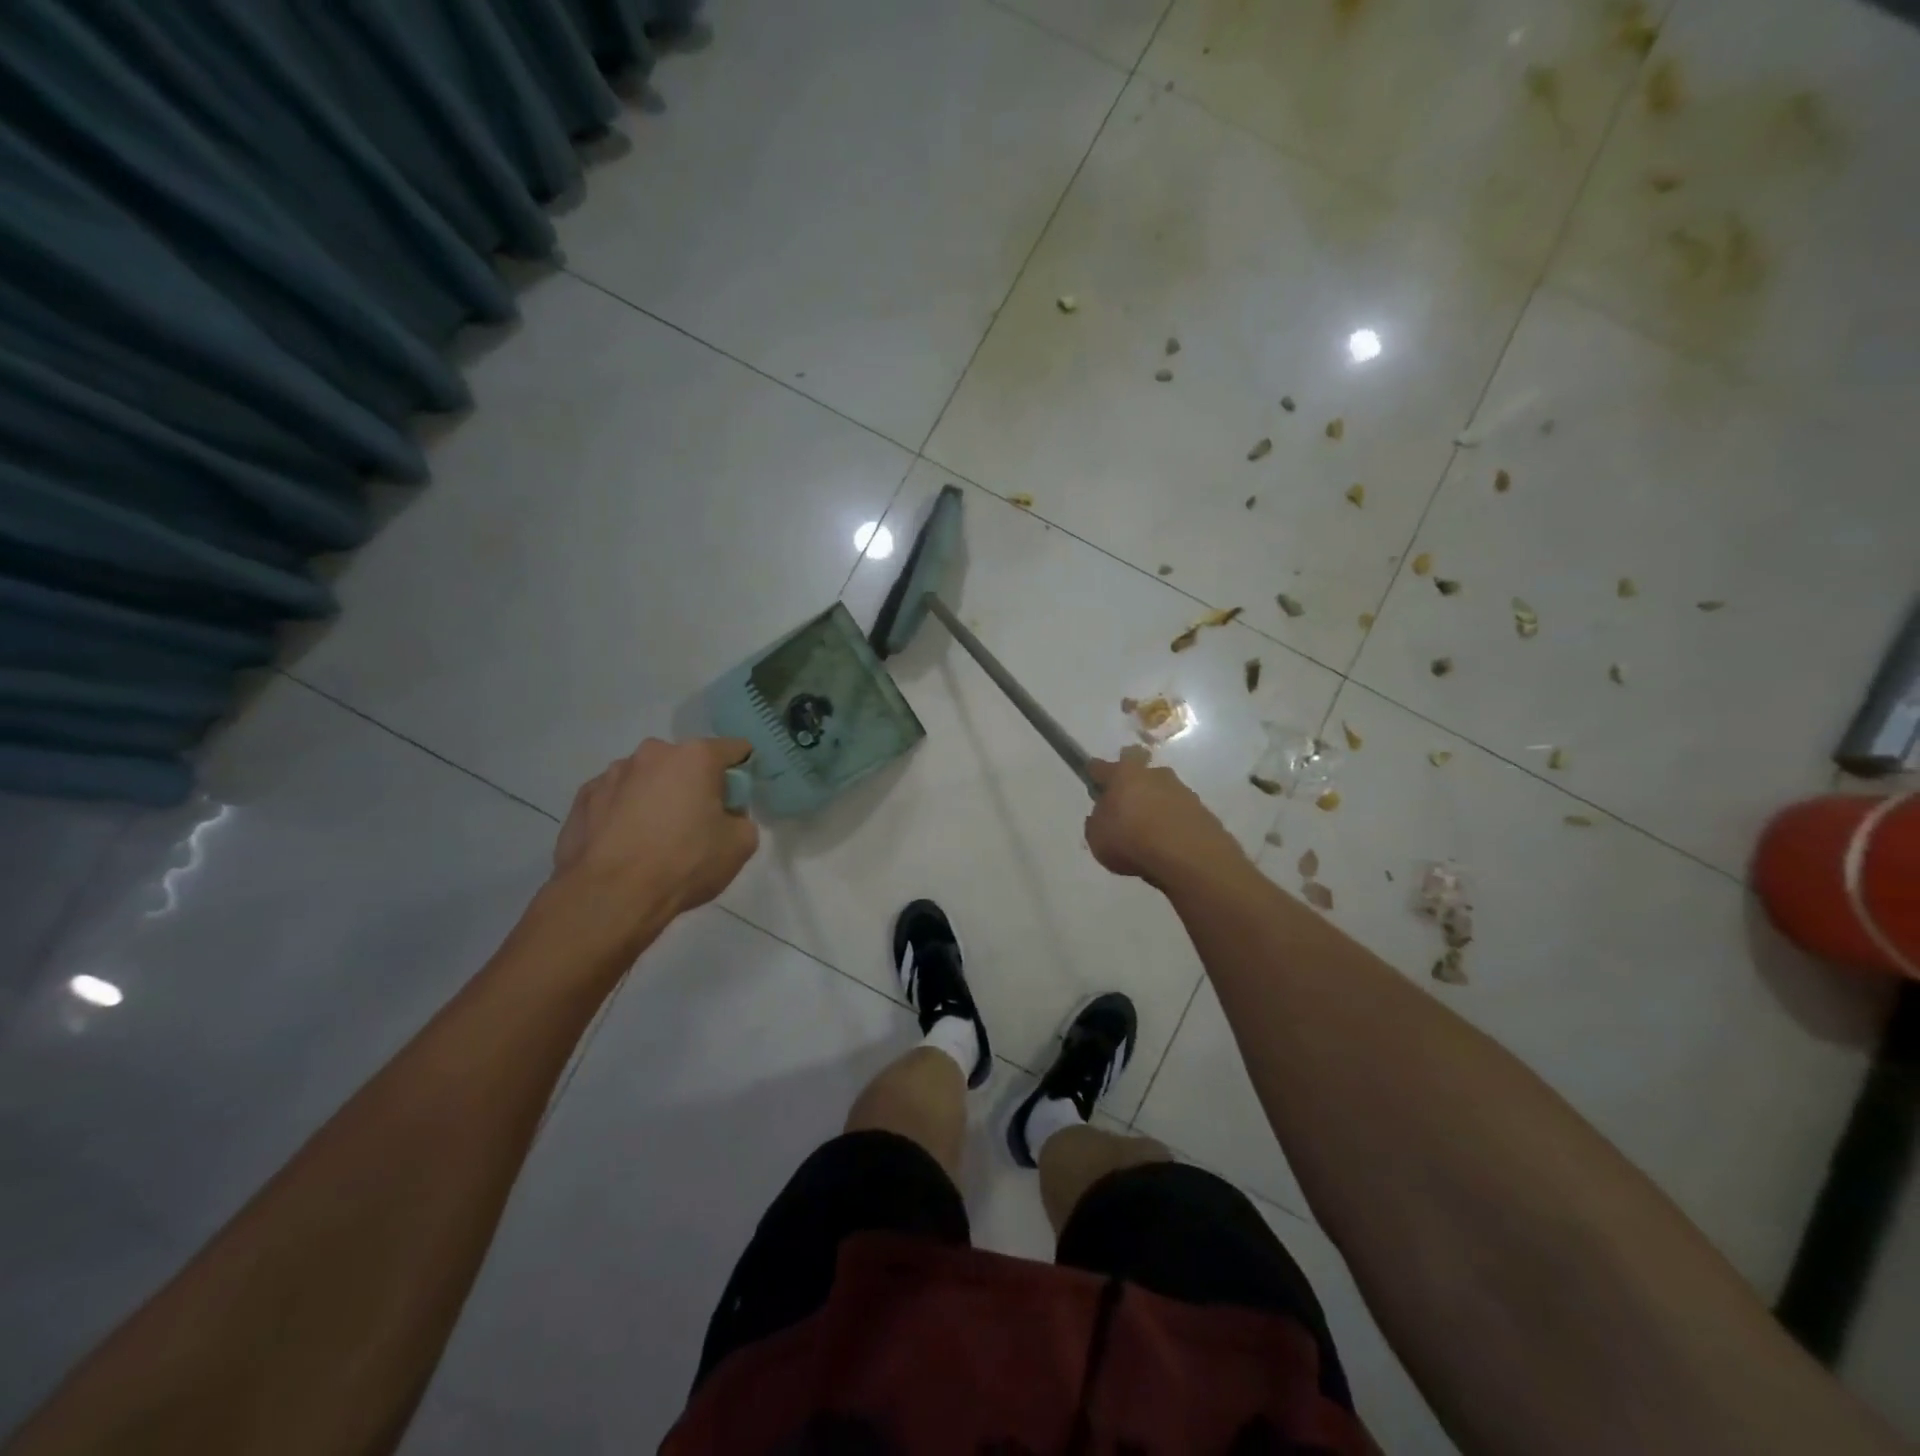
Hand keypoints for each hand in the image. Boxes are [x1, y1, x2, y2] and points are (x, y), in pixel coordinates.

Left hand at [552, 738, 758, 919]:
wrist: (609, 896)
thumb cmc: (683, 863)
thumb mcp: (740, 845)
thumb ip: (741, 819)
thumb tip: (726, 816)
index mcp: (695, 757)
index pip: (735, 749)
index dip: (743, 772)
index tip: (738, 800)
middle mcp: (653, 753)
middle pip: (686, 763)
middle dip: (694, 786)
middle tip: (696, 824)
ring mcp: (612, 773)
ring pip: (648, 779)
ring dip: (656, 797)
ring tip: (653, 839)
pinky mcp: (583, 797)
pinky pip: (616, 798)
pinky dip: (625, 813)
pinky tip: (625, 845)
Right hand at [1085, 747, 1243, 889]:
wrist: (1188, 856)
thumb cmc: (1131, 840)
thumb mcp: (1096, 837)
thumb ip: (1097, 822)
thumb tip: (1104, 816)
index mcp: (1123, 775)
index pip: (1101, 765)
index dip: (1096, 773)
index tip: (1094, 782)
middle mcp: (1153, 774)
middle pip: (1139, 769)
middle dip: (1133, 782)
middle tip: (1127, 805)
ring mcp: (1181, 790)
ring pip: (1162, 790)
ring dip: (1155, 804)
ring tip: (1150, 834)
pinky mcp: (1202, 810)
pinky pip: (1180, 811)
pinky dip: (1173, 822)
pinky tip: (1169, 844)